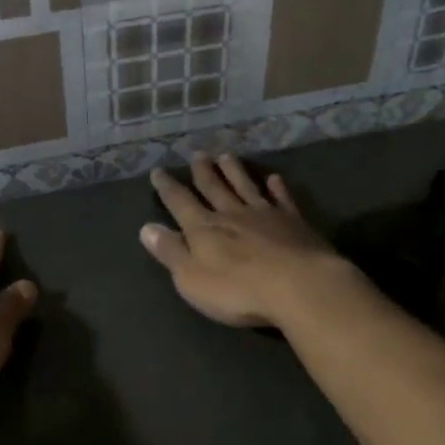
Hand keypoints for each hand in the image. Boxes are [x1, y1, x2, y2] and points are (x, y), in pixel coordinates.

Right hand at [140, 153, 341, 328]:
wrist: (298, 286)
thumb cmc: (238, 289)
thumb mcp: (191, 278)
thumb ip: (170, 252)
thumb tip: (146, 228)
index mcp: (204, 228)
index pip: (180, 202)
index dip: (167, 187)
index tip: (158, 171)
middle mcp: (231, 214)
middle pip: (214, 187)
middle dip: (203, 172)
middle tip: (197, 154)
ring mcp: (265, 215)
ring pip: (245, 186)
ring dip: (234, 171)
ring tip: (226, 156)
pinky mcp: (294, 222)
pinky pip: (282, 198)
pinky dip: (277, 187)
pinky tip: (274, 178)